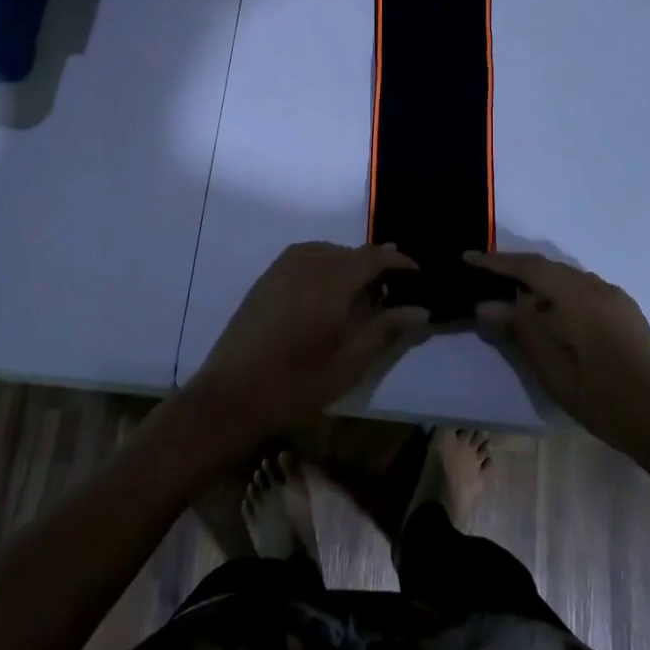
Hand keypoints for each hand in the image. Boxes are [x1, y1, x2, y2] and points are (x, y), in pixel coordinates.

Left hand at [183, 243, 430, 453]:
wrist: (229, 397)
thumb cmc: (296, 385)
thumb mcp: (349, 364)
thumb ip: (385, 330)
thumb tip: (420, 309)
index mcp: (330, 281)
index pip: (374, 257)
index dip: (399, 262)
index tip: (418, 275)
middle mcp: (306, 264)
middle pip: (350, 252)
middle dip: (375, 265)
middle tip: (393, 292)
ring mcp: (281, 269)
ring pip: (326, 252)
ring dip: (348, 264)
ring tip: (363, 292)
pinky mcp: (265, 280)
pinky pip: (304, 258)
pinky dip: (324, 266)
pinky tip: (327, 294)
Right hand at [470, 250, 649, 463]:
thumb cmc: (601, 398)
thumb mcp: (550, 367)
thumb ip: (518, 329)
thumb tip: (486, 304)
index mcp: (578, 295)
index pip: (529, 267)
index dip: (495, 262)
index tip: (466, 257)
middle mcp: (598, 287)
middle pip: (549, 267)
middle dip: (515, 269)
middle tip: (484, 276)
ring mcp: (617, 299)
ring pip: (568, 279)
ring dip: (538, 282)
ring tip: (512, 296)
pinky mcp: (627, 315)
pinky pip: (584, 290)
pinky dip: (559, 293)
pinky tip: (550, 314)